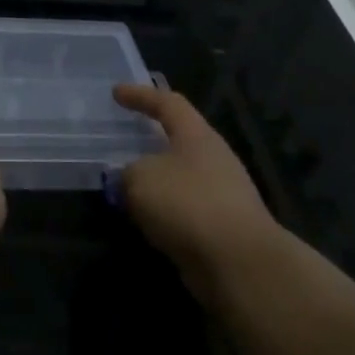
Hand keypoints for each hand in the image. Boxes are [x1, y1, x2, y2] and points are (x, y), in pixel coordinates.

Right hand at [113, 84, 279, 300]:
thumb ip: (127, 172)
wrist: (239, 263)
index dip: (140, 95)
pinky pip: (184, 207)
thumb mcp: (140, 179)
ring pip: (180, 175)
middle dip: (150, 138)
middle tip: (124, 139)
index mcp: (197, 136)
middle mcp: (213, 158)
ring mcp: (222, 193)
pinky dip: (163, 208)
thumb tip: (128, 177)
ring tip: (125, 185)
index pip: (167, 103)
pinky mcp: (223, 226)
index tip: (116, 92)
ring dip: (155, 178)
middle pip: (179, 138)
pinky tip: (144, 219)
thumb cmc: (187, 204)